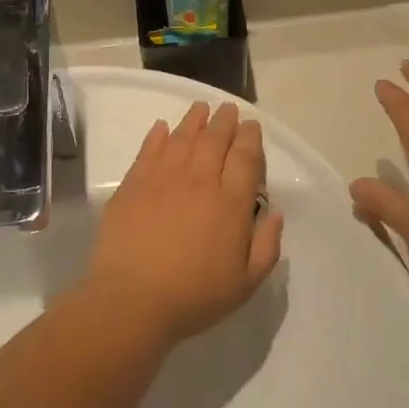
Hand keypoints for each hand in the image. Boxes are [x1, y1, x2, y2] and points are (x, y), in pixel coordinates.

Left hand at [87, 102, 283, 342]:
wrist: (132, 300)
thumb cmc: (194, 296)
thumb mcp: (246, 283)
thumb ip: (267, 245)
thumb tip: (276, 213)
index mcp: (231, 202)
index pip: (245, 157)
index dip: (250, 137)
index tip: (251, 125)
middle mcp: (199, 180)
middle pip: (215, 139)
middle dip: (224, 120)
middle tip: (228, 109)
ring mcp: (163, 178)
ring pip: (182, 137)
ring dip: (194, 120)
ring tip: (200, 107)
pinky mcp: (133, 185)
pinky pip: (148, 150)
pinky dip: (157, 135)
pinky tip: (161, 127)